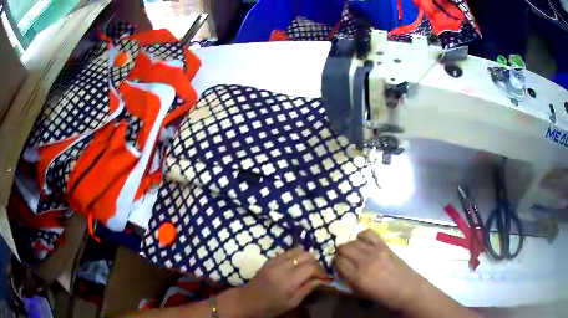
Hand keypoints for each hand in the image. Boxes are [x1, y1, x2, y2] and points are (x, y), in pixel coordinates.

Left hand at [238, 248, 329, 317]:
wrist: (247, 300)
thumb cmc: (271, 306)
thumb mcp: (292, 302)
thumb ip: (308, 288)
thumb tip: (323, 280)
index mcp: (288, 280)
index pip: (311, 266)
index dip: (320, 271)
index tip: (324, 278)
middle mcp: (282, 266)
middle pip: (306, 255)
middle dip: (315, 262)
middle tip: (317, 273)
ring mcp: (275, 261)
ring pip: (297, 250)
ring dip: (306, 257)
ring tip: (308, 268)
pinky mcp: (270, 259)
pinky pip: (287, 252)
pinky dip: (296, 256)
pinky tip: (297, 266)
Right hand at [334, 229, 428, 310]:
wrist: (407, 290)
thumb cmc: (384, 296)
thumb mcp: (361, 293)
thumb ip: (349, 281)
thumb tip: (341, 270)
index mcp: (358, 277)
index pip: (338, 262)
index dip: (335, 263)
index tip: (338, 266)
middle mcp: (365, 262)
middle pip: (344, 248)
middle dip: (340, 253)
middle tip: (344, 258)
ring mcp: (376, 251)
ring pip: (353, 241)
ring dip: (350, 245)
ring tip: (353, 251)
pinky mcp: (385, 246)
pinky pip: (369, 233)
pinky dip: (362, 236)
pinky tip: (363, 242)